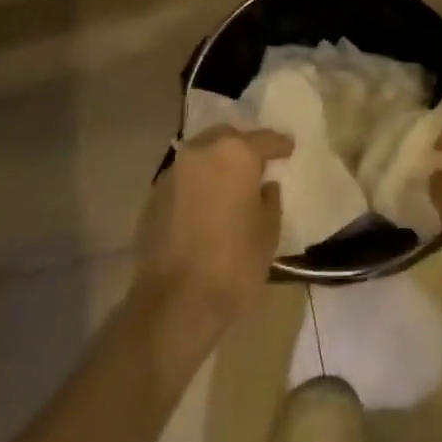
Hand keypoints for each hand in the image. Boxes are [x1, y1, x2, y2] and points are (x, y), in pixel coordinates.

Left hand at [135, 127, 291, 335]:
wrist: (175, 303)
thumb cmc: (235, 264)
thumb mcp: (268, 231)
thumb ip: (269, 199)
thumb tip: (263, 187)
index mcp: (235, 154)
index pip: (264, 140)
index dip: (279, 145)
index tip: (289, 149)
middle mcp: (200, 152)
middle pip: (226, 138)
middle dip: (243, 147)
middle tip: (258, 165)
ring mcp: (172, 173)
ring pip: (201, 155)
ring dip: (217, 164)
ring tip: (231, 184)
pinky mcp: (153, 197)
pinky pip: (184, 179)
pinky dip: (198, 184)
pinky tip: (208, 204)